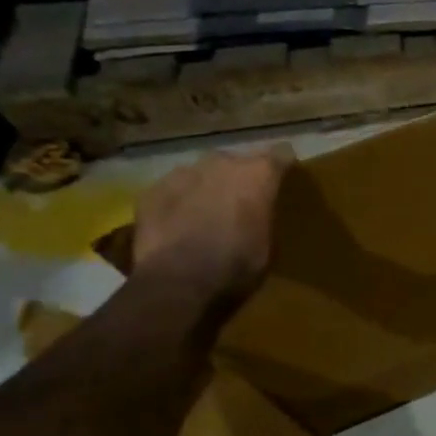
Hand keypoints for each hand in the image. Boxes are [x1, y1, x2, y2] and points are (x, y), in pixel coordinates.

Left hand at [130, 145, 293, 313]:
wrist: (178, 281)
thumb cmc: (237, 264)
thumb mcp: (269, 243)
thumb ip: (265, 215)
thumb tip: (260, 211)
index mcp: (258, 173)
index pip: (281, 154)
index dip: (282, 166)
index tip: (283, 179)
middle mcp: (223, 162)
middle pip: (237, 161)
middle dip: (240, 178)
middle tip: (241, 203)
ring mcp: (183, 173)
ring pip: (202, 173)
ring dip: (207, 187)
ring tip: (206, 214)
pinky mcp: (152, 190)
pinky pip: (172, 190)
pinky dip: (178, 202)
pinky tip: (178, 225)